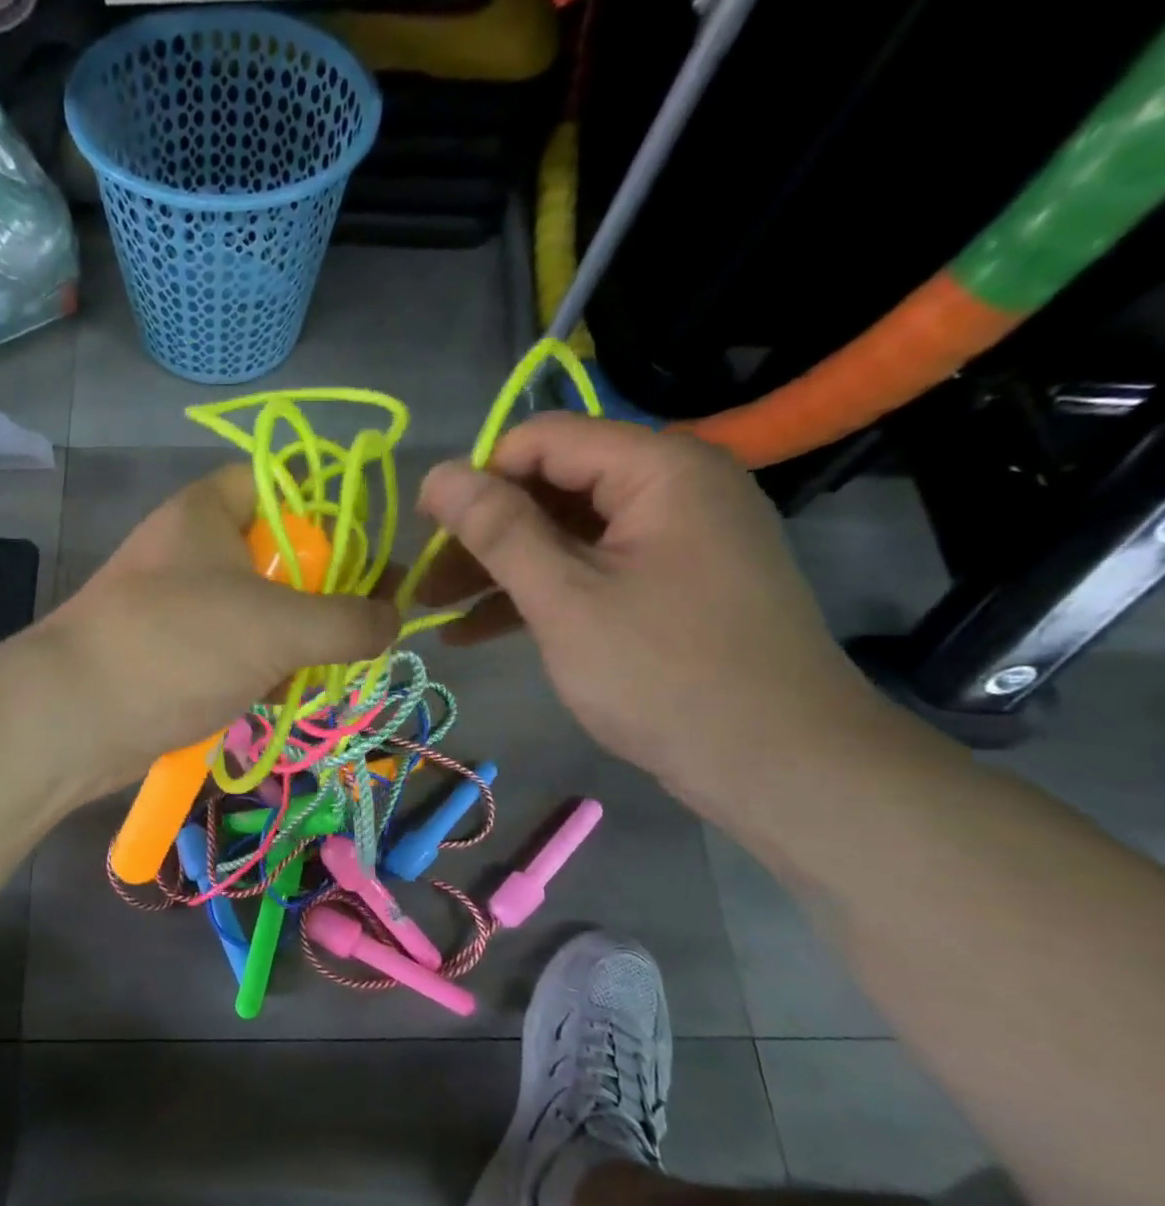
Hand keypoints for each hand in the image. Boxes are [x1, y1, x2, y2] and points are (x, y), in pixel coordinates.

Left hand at [41, 465, 398, 793]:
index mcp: (207, 513)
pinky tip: (278, 696)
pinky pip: (229, 650)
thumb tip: (394, 619)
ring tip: (323, 671)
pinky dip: (258, 669)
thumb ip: (349, 620)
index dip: (326, 511)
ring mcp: (175, 605)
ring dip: (292, 641)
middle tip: (355, 628)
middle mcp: (189, 550)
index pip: (278, 484)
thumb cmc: (180, 646)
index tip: (364, 555)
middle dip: (318, 593)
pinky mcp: (168, 654)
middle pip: (274, 555)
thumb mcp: (280, 626)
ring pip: (255, 609)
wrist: (75, 718)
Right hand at [416, 414, 882, 803]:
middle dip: (482, 533)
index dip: (476, 478)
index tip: (424, 528)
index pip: (544, 440)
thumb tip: (436, 474)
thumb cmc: (664, 674)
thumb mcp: (565, 598)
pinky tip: (475, 631)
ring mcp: (675, 540)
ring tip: (435, 610)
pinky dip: (536, 595)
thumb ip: (497, 530)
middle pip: (552, 487)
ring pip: (565, 535)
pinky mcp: (671, 585)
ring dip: (499, 569)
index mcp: (660, 469)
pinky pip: (590, 571)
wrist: (780, 765)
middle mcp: (673, 488)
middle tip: (424, 580)